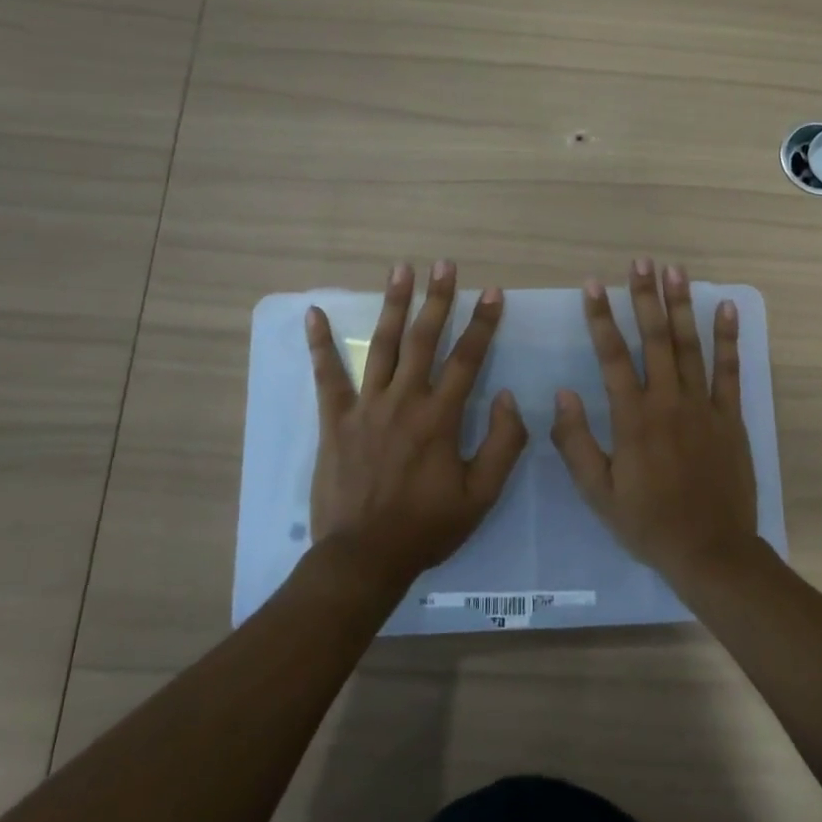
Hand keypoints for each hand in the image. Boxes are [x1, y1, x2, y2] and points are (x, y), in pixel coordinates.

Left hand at [306, 261, 527, 591]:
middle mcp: (404, 401)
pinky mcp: (335, 420)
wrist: (363, 557)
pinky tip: (313, 313)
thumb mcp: (481, 496)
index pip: (467, 359)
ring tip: (401, 270)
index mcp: (440, 418)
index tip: (494, 293)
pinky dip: (319, 344)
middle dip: (438, 298)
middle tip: (445, 264)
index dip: (483, 324)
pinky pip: (327, 376)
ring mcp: (365, 407)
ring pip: (383, 346)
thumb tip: (509, 397)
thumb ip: (503, 444)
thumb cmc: (426, 527)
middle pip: (424, 339)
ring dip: (394, 305)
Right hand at [551, 258, 758, 588]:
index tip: (593, 284)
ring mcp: (703, 406)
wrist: (710, 550)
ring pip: (690, 345)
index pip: (612, 356)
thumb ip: (576, 442)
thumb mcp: (598, 492)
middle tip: (640, 261)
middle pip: (654, 338)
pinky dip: (729, 337)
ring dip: (682, 306)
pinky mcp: (730, 416)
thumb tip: (561, 395)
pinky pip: (730, 370)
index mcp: (633, 418)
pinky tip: (727, 308)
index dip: (600, 317)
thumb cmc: (648, 523)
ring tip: (675, 271)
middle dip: (645, 296)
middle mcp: (668, 401)